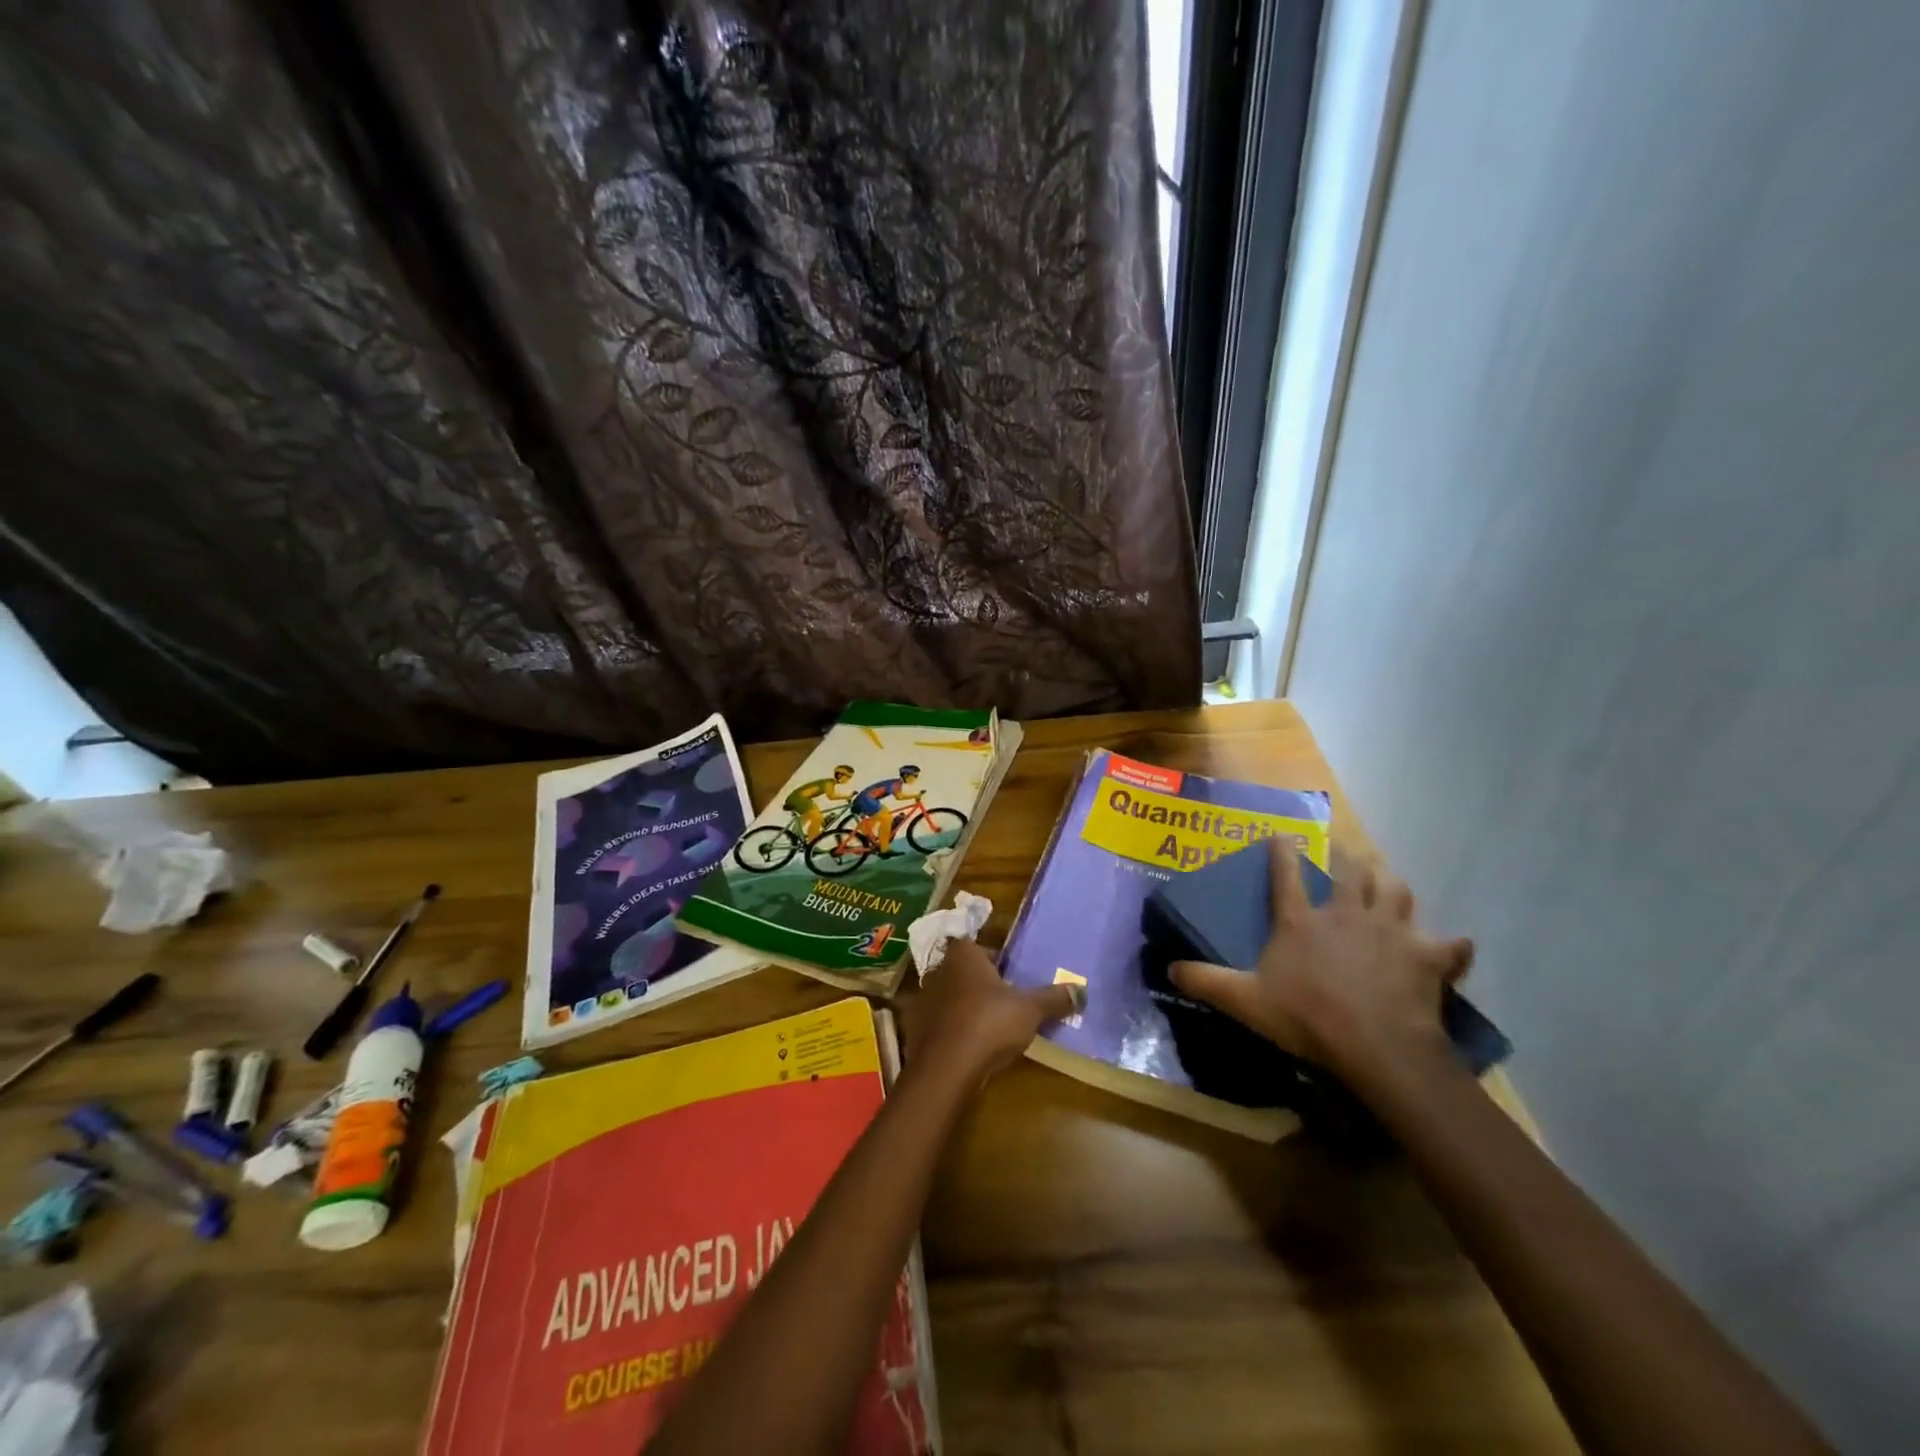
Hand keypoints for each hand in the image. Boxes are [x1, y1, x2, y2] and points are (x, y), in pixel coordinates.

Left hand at [900, 938, 1081, 1084]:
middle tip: (1005, 1000)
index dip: (995, 959)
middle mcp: (939, 970)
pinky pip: (939, 1023)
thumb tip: (1082, 990)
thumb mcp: (1030, 1009)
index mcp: (963, 955)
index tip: (1012, 975)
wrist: (946, 1068)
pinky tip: (968, 1045)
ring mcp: (923, 1000)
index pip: (978, 946)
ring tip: (989, 1025)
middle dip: (981, 983)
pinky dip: (951, 1030)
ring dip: (965, 1007)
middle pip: (963, 971)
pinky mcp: (915, 1029)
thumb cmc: (989, 1023)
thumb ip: (1054, 998)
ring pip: (950, 997)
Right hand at [1169, 842, 1473, 1088]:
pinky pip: (1449, 945)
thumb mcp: (1245, 1001)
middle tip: (1346, 852)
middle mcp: (1346, 914)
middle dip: (1349, 857)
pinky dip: (1450, 946)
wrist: (1377, 1047)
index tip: (1282, 835)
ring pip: (1398, 891)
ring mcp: (1390, 931)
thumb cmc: (1307, 1018)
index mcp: (1301, 921)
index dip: (1282, 852)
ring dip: (1392, 886)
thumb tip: (1168, 969)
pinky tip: (1451, 947)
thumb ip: (1206, 982)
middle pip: (1353, 871)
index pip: (1286, 874)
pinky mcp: (1426, 957)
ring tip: (1388, 885)